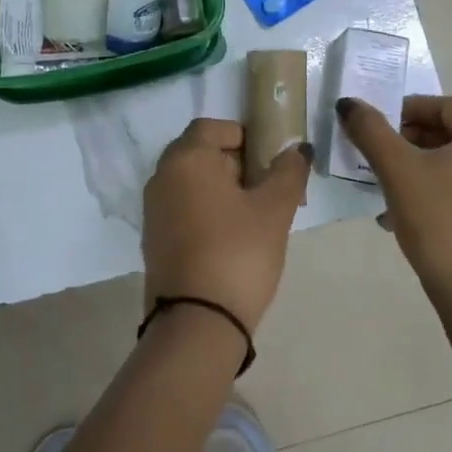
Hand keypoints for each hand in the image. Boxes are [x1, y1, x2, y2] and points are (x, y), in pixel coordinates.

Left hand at [141, 119, 311, 331]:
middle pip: (202, 153)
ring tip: (258, 217)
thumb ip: (288, 172)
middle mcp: (162, 176)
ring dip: (225, 190)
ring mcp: (154, 209)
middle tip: (271, 190)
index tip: (271, 159)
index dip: (245, 136)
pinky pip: (184, 209)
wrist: (196, 324)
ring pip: (194, 183)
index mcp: (186, 158)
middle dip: (238, 164)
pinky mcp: (154, 239)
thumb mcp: (274, 210)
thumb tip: (297, 149)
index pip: (213, 127)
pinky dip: (208, 212)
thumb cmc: (238, 252)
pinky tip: (234, 239)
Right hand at [336, 95, 451, 299]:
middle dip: (407, 142)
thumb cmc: (441, 223)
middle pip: (449, 134)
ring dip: (417, 169)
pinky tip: (404, 217)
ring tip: (383, 189)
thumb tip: (349, 104)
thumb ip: (371, 131)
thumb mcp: (397, 171)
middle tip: (375, 156)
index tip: (374, 126)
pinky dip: (434, 192)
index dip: (405, 109)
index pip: (443, 105)